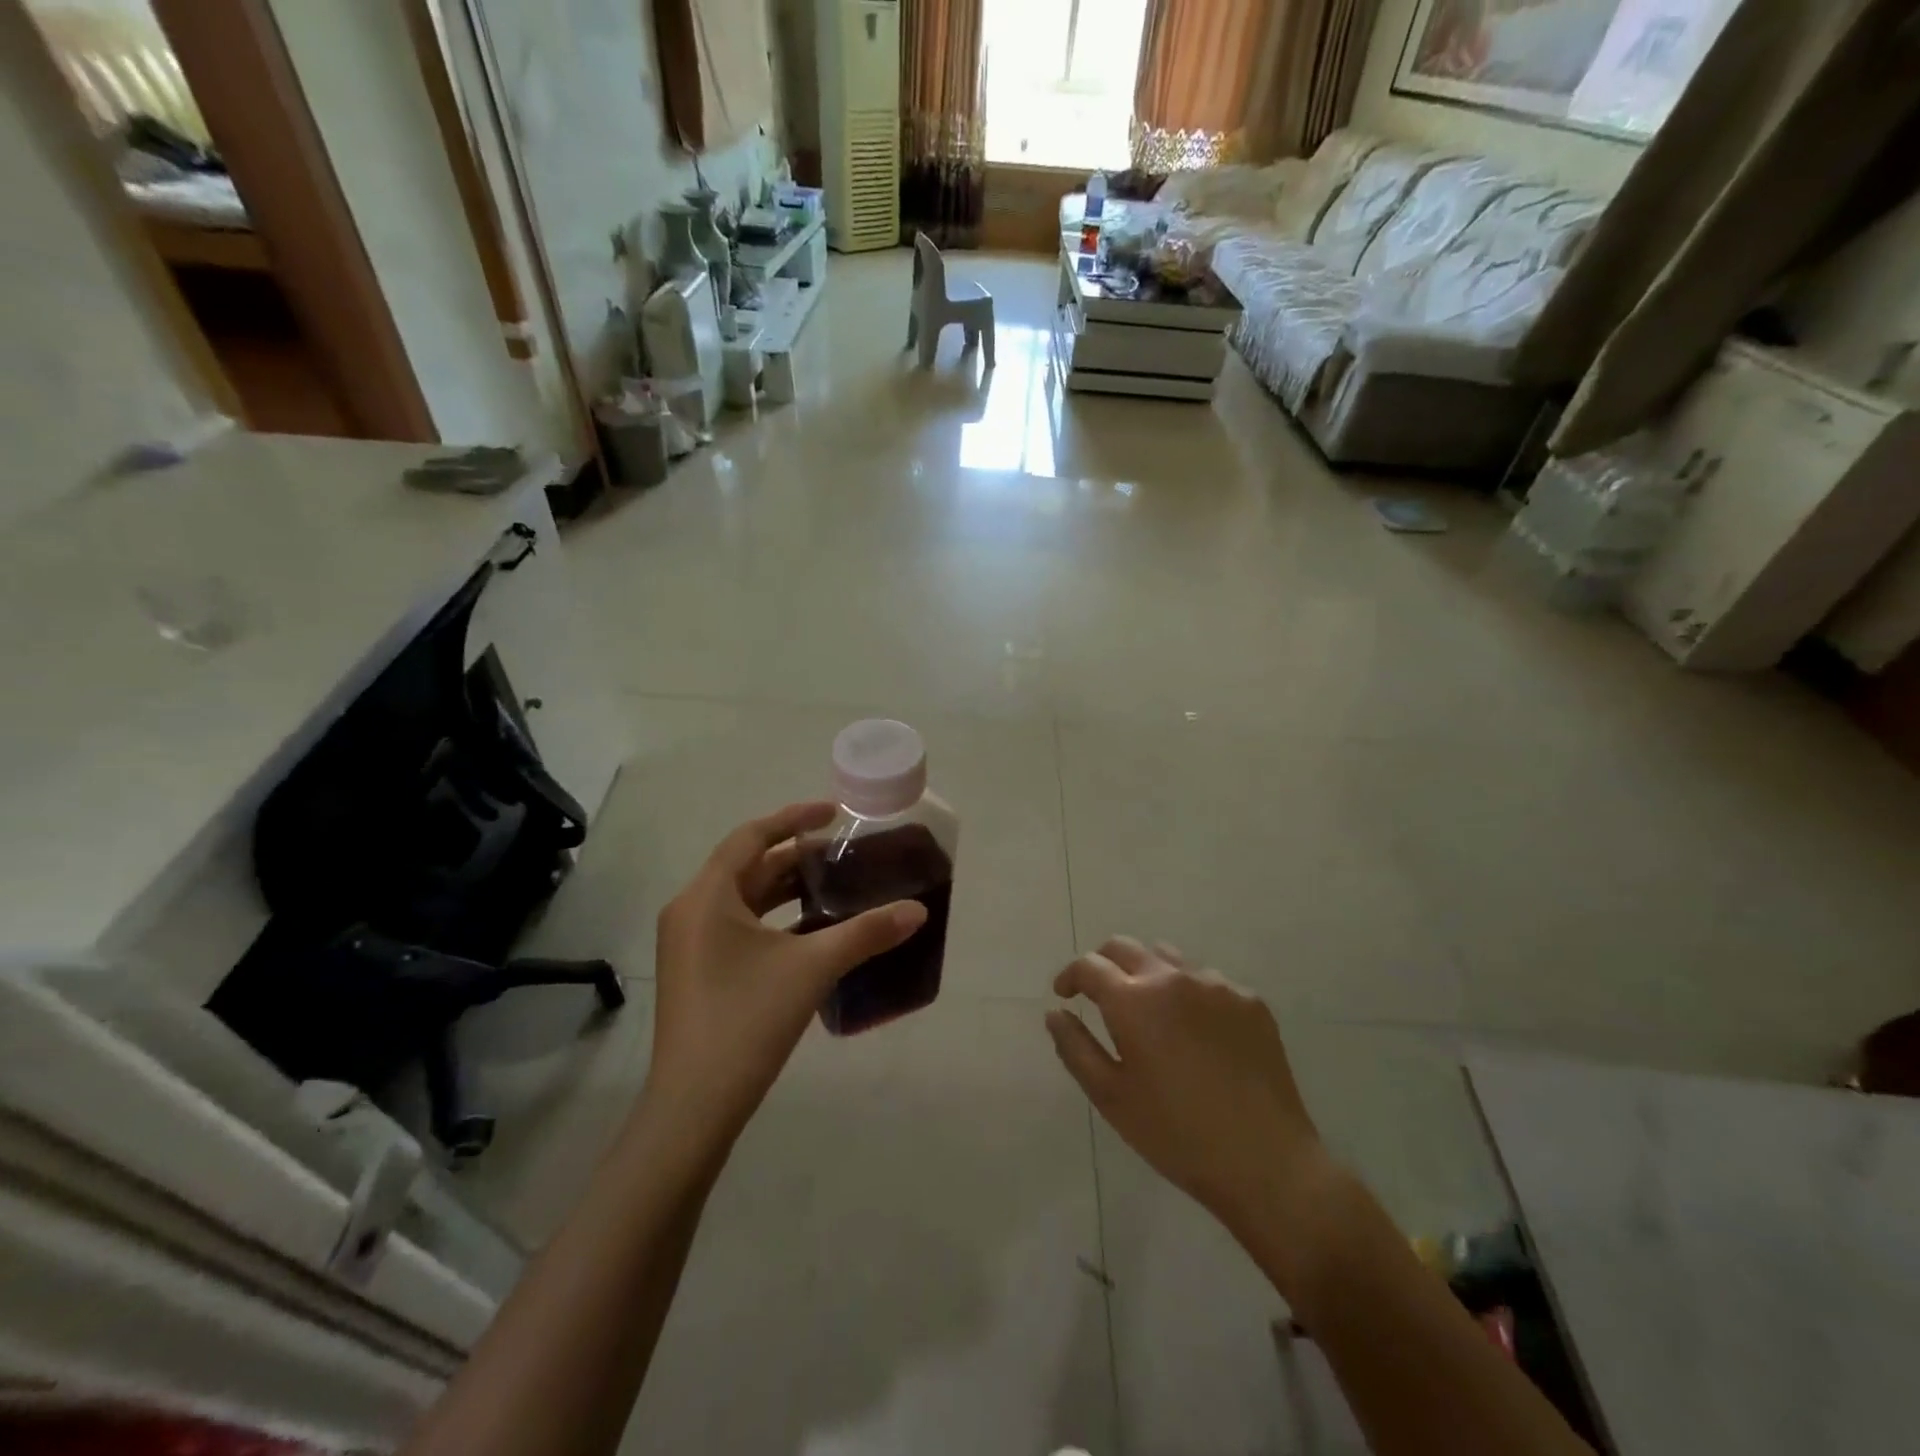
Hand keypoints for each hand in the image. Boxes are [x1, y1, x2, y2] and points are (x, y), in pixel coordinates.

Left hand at [644, 803, 926, 1144]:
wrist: (694, 1107)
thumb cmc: (747, 1021)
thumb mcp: (813, 968)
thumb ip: (867, 933)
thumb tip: (918, 910)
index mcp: (707, 896)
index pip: (752, 836)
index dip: (794, 817)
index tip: (834, 812)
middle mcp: (691, 910)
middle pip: (748, 866)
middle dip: (796, 856)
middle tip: (844, 852)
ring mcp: (690, 943)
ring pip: (744, 899)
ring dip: (786, 889)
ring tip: (834, 885)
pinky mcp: (697, 971)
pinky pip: (738, 926)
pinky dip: (774, 920)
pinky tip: (812, 931)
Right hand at [1046, 937, 1327, 1241]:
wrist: (1267, 1163)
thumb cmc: (1176, 1135)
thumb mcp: (1111, 1097)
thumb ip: (1075, 1047)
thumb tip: (1055, 1012)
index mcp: (1134, 1001)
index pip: (1089, 965)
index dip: (1070, 976)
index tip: (1065, 994)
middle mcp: (1173, 978)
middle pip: (1125, 947)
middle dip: (1103, 963)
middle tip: (1098, 994)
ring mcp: (1216, 985)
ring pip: (1168, 958)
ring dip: (1147, 973)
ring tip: (1149, 1012)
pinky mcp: (1250, 1001)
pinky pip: (1208, 982)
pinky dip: (1188, 995)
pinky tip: (1196, 1034)